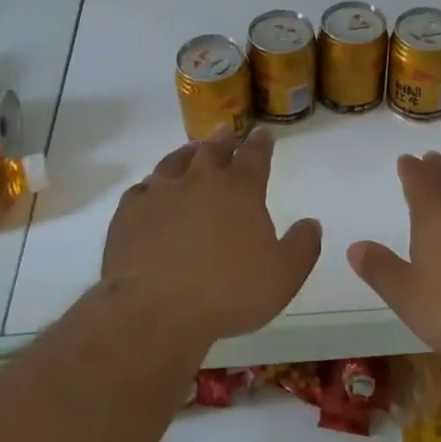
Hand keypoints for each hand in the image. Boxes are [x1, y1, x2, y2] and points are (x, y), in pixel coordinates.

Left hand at [100, 127, 321, 349]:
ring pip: (175, 161)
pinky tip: (151, 190)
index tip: (263, 134)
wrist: (154, 309)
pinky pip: (142, 188)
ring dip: (187, 153)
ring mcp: (161, 193)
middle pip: (213, 150)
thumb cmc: (228, 293)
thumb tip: (311, 223)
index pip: (254, 156)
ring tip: (191, 150)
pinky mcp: (129, 212)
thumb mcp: (283, 277)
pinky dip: (152, 185)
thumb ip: (302, 247)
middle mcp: (200, 181)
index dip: (261, 144)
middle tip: (227, 133)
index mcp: (240, 191)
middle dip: (224, 140)